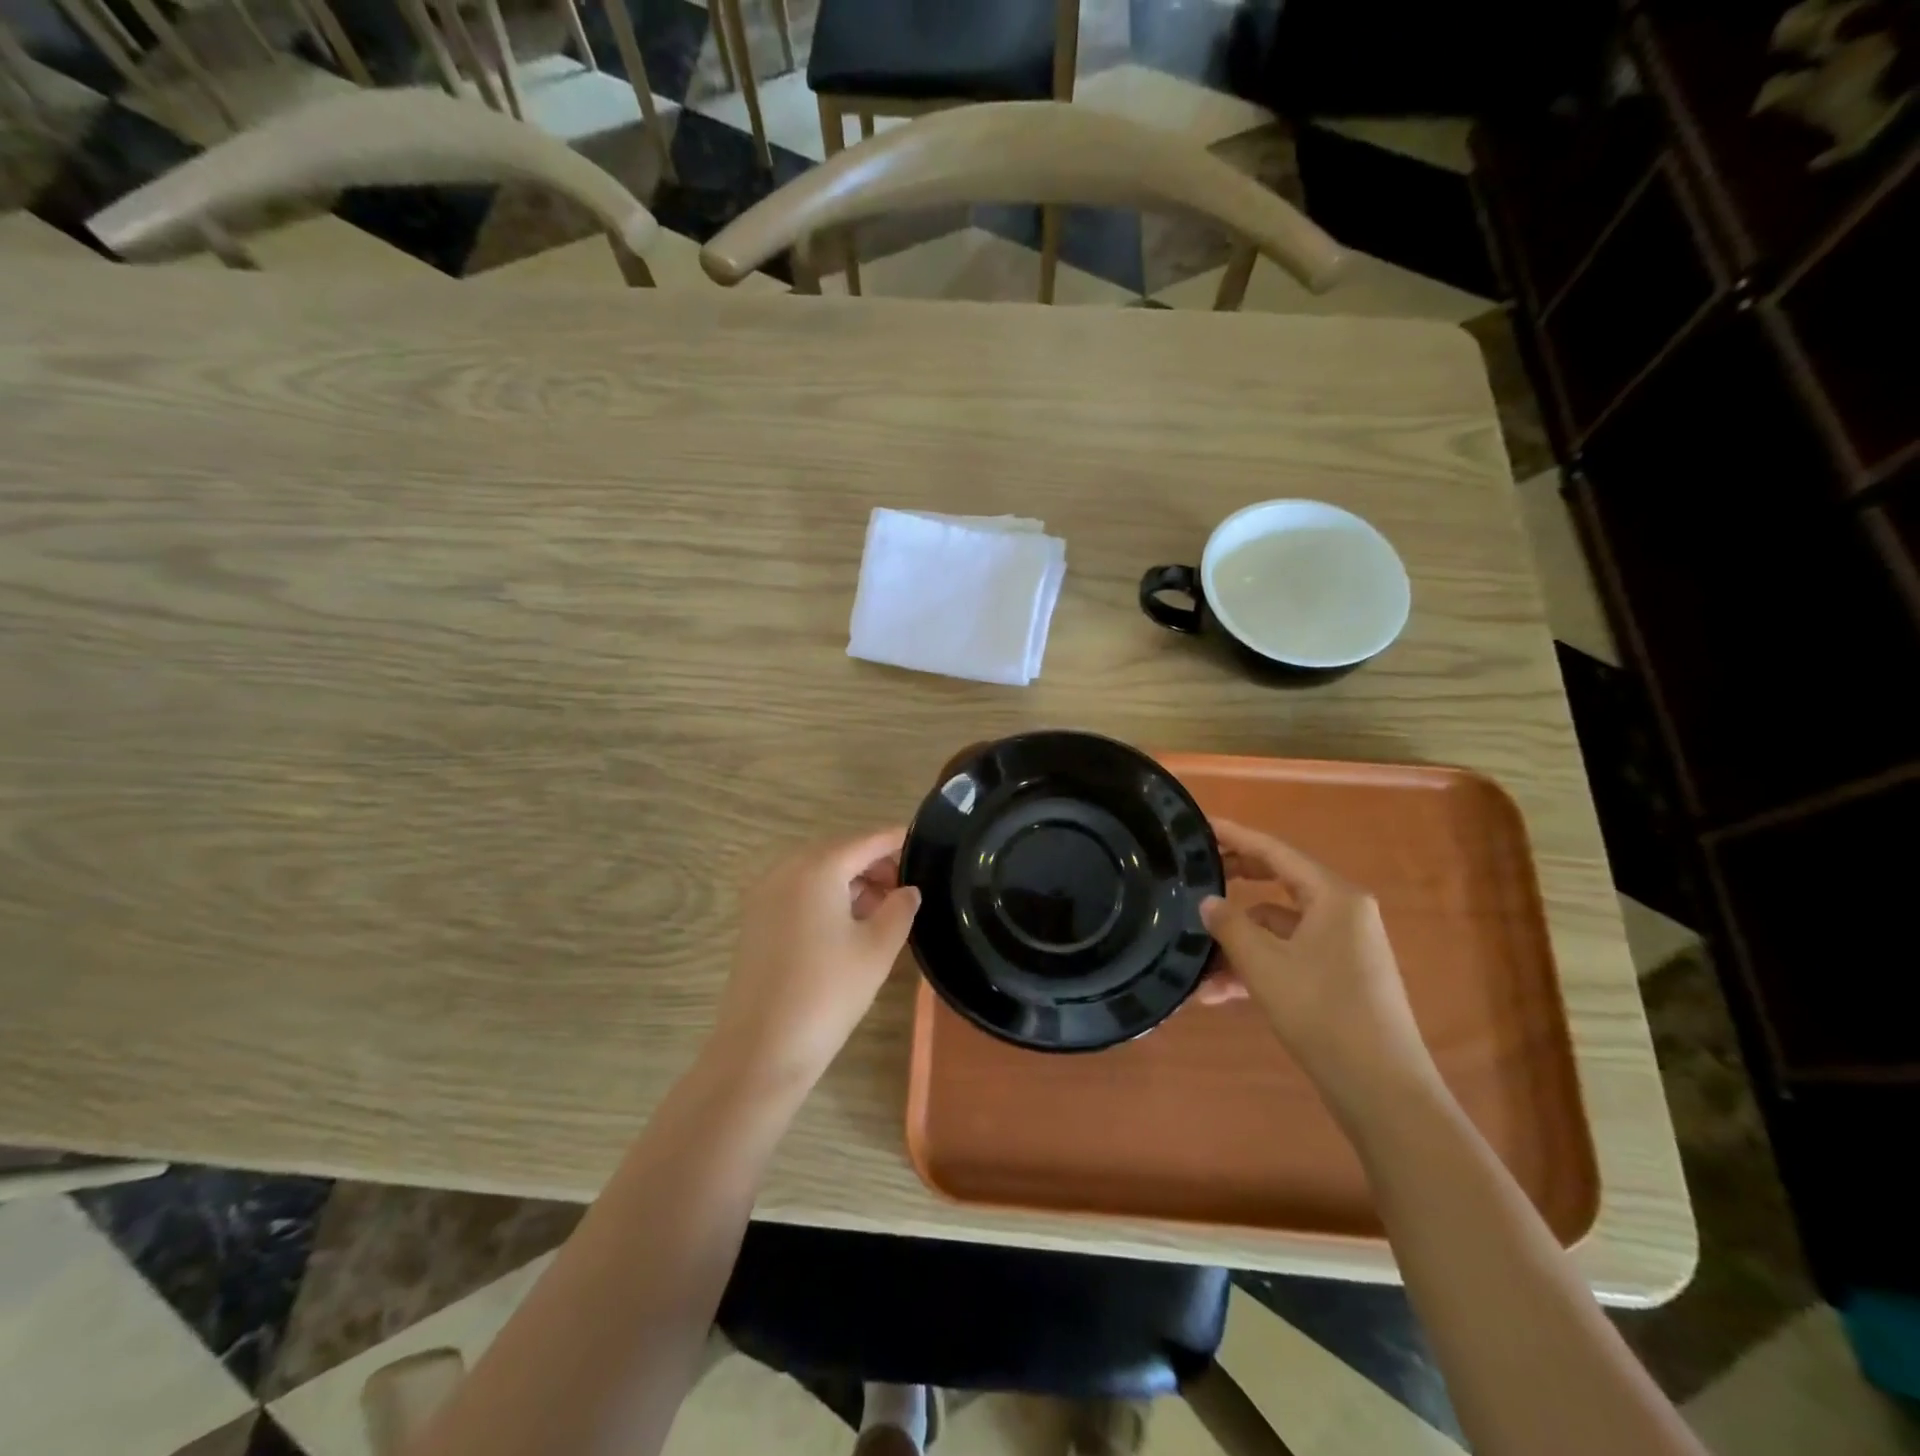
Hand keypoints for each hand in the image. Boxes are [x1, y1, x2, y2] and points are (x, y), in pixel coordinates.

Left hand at [708, 826, 921, 1093]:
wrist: (761, 1049)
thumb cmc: (827, 993)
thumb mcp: (877, 949)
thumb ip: (900, 909)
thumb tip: (908, 890)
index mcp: (817, 868)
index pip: (866, 841)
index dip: (897, 841)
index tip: (926, 845)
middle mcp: (786, 870)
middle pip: (839, 852)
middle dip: (874, 864)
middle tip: (907, 887)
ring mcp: (765, 895)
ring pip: (818, 873)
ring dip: (851, 881)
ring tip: (884, 909)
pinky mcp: (756, 920)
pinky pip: (799, 892)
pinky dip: (827, 897)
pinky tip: (849, 924)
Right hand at [1194, 820, 1437, 1114]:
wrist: (1382, 1091)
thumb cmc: (1323, 1013)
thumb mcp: (1264, 965)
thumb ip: (1230, 926)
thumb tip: (1207, 901)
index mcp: (1334, 896)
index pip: (1276, 851)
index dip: (1236, 836)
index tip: (1201, 826)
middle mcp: (1343, 912)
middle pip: (1278, 882)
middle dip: (1235, 883)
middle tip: (1194, 875)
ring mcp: (1343, 946)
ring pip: (1278, 927)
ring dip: (1238, 942)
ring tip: (1195, 962)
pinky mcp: (1339, 976)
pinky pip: (1289, 956)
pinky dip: (1257, 967)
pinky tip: (1219, 993)